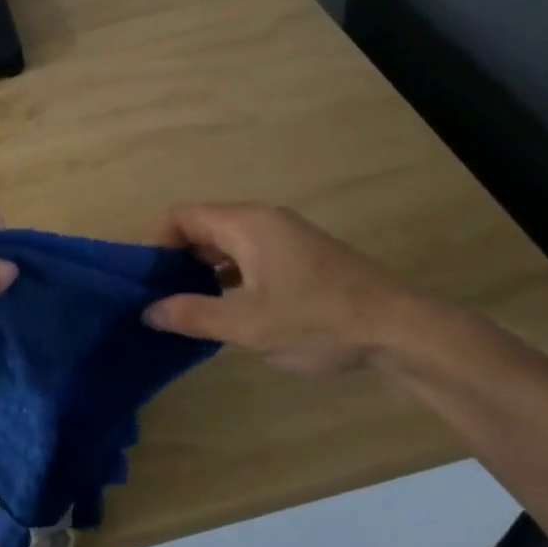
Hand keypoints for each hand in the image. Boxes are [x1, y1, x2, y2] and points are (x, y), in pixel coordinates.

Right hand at [143, 202, 422, 373]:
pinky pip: (251, 255)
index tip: (146, 281)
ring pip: (228, 243)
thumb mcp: (249, 326)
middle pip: (204, 227)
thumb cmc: (319, 321)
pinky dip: (231, 275)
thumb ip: (194, 315)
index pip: (182, 216)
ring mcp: (287, 237)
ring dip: (204, 270)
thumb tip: (149, 311)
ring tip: (187, 307)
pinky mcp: (303, 257)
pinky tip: (228, 309)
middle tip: (159, 298)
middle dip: (177, 259)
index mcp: (247, 224)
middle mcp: (264, 221)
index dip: (157, 244)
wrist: (401, 329)